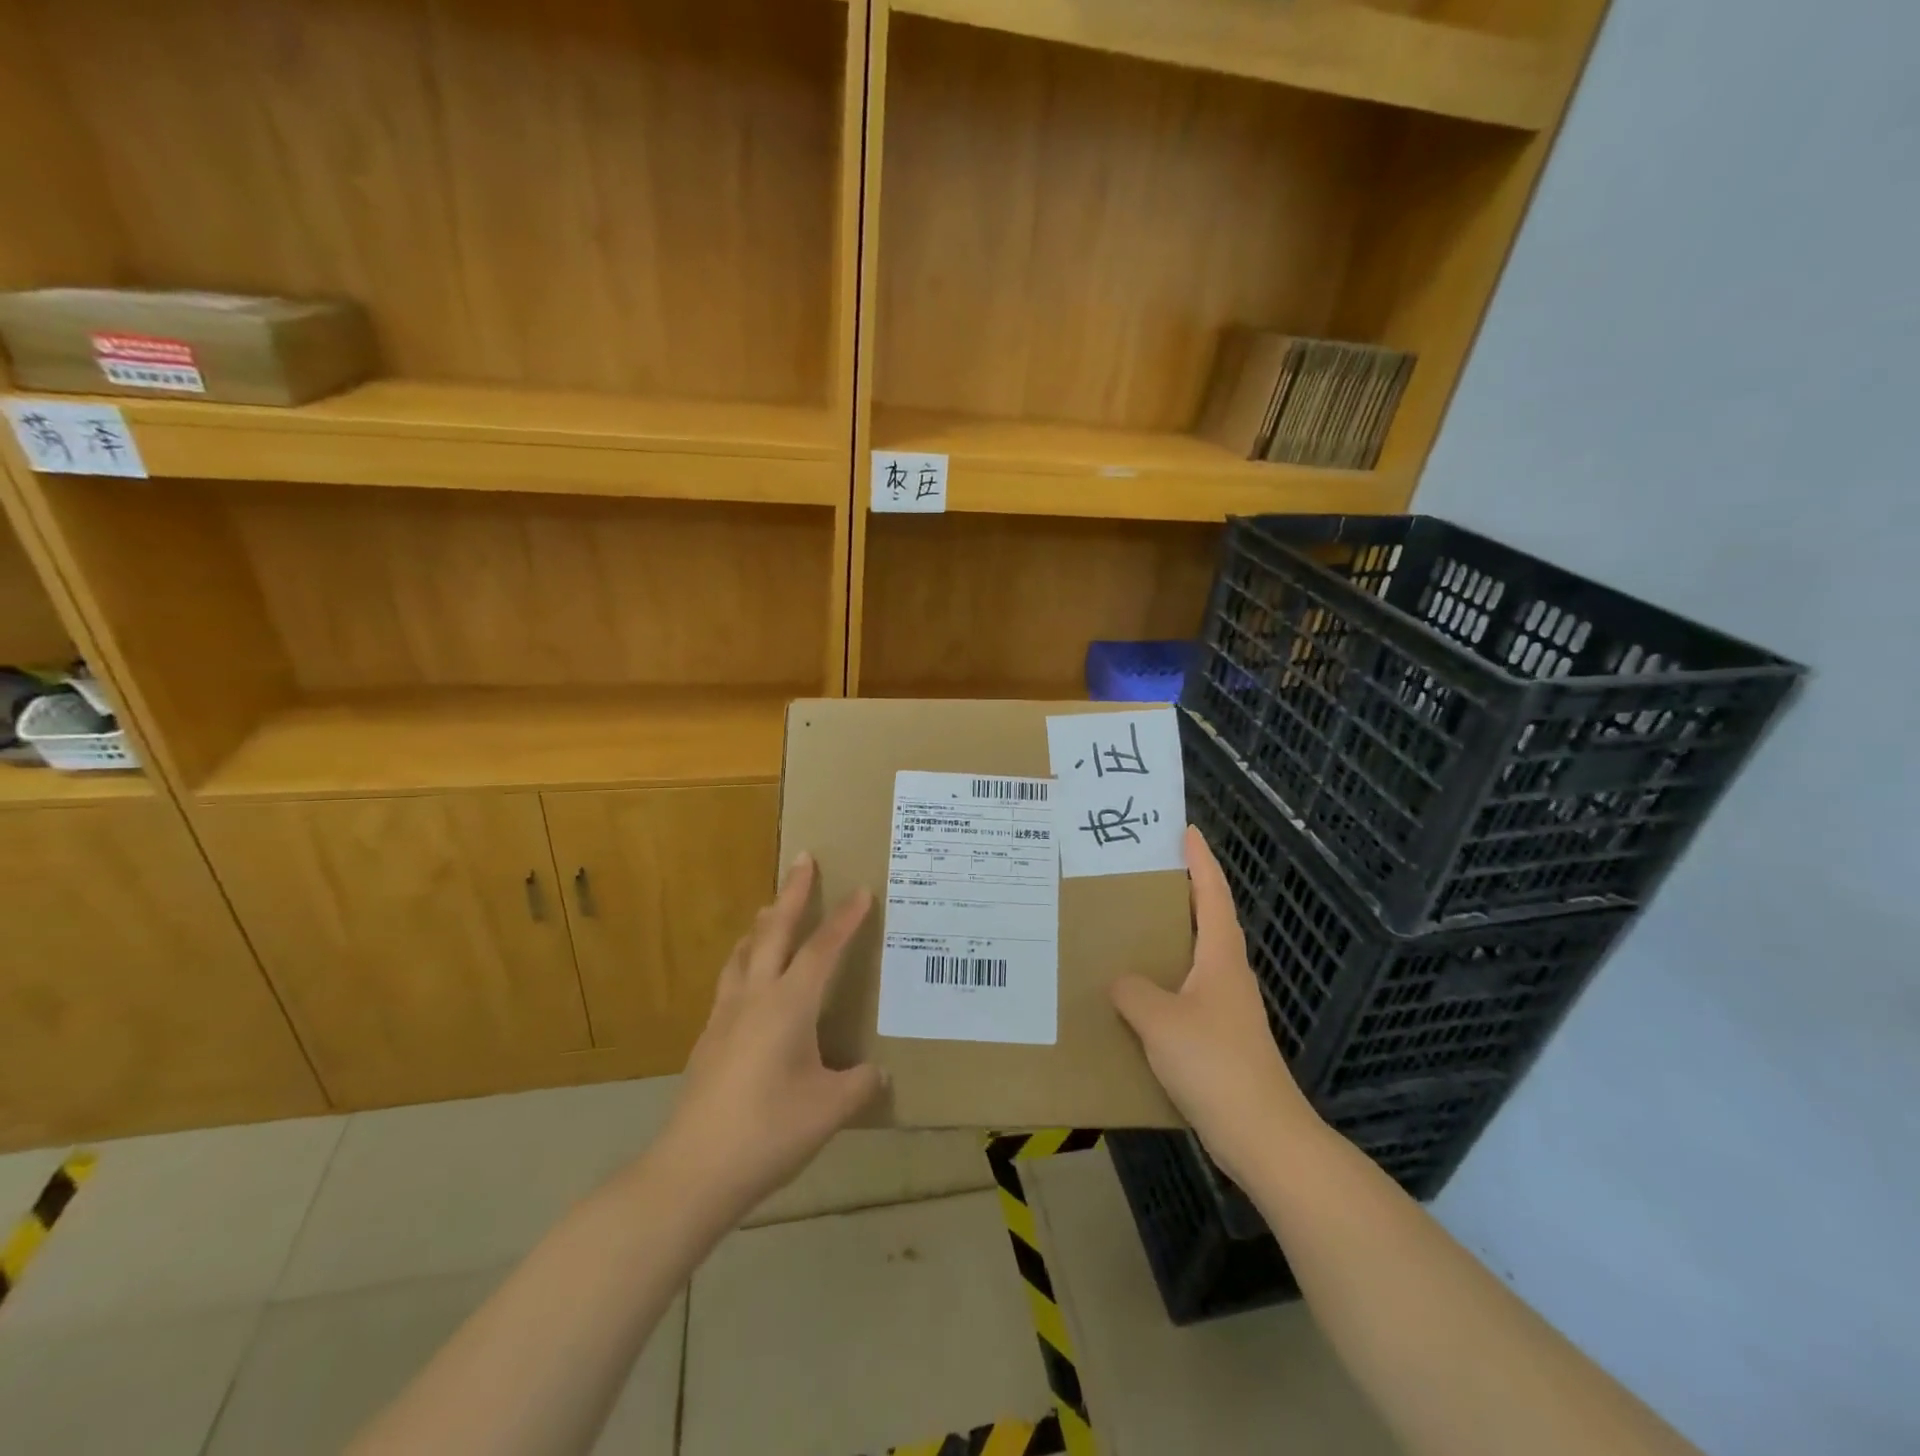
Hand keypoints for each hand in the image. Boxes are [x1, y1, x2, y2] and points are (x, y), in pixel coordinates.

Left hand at [649, 854, 884, 1219]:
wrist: (692, 1171)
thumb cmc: (769, 1131)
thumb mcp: (829, 1110)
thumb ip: (859, 1085)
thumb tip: (876, 1073)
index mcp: (789, 1005)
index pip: (823, 949)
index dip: (845, 919)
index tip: (861, 890)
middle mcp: (754, 998)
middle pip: (774, 931)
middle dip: (792, 893)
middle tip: (802, 859)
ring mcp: (725, 1016)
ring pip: (744, 953)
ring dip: (762, 925)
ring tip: (770, 910)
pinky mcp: (708, 1039)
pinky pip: (731, 981)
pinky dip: (745, 961)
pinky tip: (748, 980)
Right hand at [1110, 826, 1321, 1184]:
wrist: (1262, 1136)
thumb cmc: (1215, 1064)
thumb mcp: (1160, 1021)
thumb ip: (1133, 992)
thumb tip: (1120, 981)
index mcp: (1220, 958)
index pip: (1212, 895)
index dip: (1200, 862)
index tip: (1187, 831)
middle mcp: (1228, 975)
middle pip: (1207, 921)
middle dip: (1182, 893)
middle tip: (1144, 875)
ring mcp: (1227, 1008)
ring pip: (1196, 959)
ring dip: (1171, 938)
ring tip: (1132, 929)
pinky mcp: (1220, 1038)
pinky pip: (1186, 993)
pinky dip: (1165, 980)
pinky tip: (1138, 995)